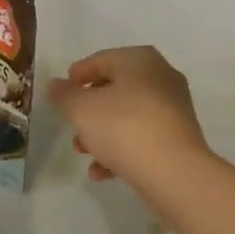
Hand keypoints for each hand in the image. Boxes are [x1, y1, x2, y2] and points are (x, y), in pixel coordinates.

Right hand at [46, 47, 215, 203]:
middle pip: (114, 88)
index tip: (62, 92)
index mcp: (140, 60)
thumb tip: (56, 85)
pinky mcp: (178, 138)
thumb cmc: (124, 128)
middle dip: (89, 109)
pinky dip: (121, 149)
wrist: (175, 174)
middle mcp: (160, 77)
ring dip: (101, 132)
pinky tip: (101, 171)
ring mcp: (172, 108)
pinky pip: (142, 137)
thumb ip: (63, 94)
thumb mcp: (81, 109)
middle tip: (71, 124)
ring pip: (127, 115)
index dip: (78, 75)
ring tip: (83, 152)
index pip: (101, 59)